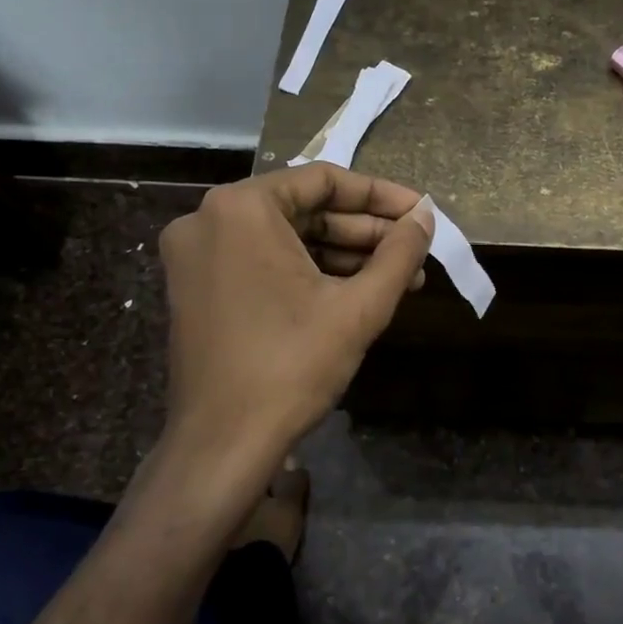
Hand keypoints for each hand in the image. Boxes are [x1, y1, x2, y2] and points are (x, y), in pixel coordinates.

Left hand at [157, 163, 434, 476]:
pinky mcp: (197, 288)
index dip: (381, 196)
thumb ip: (398, 254)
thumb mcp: (358, 307)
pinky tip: (357, 291)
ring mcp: (197, 256)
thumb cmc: (292, 366)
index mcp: (242, 208)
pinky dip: (309, 273)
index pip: (324, 180)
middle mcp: (209, 219)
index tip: (421, 213)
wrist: (223, 443)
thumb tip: (425, 219)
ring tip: (400, 277)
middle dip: (365, 232)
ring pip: (285, 239)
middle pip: (304, 209)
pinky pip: (263, 263)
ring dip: (343, 255)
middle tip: (415, 250)